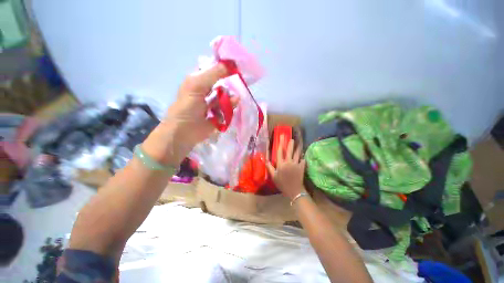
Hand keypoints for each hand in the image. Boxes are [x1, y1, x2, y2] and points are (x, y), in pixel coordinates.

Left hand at [167, 62, 232, 145]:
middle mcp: (206, 91)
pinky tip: (229, 110)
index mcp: (198, 81)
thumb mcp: (197, 85)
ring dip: (230, 99)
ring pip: (226, 98)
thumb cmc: (187, 107)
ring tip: (233, 101)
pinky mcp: (218, 116)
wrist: (184, 132)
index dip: (225, 68)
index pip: (214, 70)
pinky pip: (227, 110)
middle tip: (239, 86)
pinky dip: (229, 109)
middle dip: (230, 86)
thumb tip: (231, 65)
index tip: (237, 68)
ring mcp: (213, 105)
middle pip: (222, 85)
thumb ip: (213, 74)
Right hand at [267, 136, 305, 200]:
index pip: (280, 152)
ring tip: (298, 144)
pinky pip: (303, 160)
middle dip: (290, 144)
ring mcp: (296, 164)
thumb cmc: (282, 184)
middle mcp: (288, 162)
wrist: (294, 191)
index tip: (281, 138)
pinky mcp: (301, 167)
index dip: (280, 144)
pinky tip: (303, 155)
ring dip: (297, 148)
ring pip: (297, 154)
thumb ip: (270, 168)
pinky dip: (303, 157)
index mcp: (281, 164)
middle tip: (291, 139)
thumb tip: (266, 160)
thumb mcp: (274, 176)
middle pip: (289, 151)